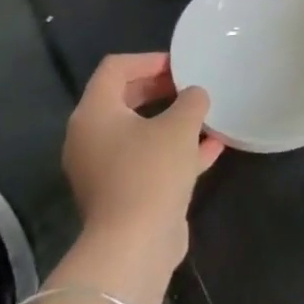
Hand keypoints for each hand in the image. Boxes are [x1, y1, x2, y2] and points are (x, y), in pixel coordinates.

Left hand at [63, 53, 222, 254]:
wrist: (134, 243)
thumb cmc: (151, 171)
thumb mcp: (180, 126)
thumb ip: (191, 100)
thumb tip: (195, 95)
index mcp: (94, 114)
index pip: (115, 68)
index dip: (149, 60)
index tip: (182, 65)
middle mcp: (91, 138)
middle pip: (124, 99)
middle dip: (161, 89)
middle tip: (193, 85)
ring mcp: (104, 168)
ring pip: (140, 132)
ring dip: (172, 121)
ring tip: (206, 114)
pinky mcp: (123, 193)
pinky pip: (149, 160)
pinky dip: (176, 150)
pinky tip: (213, 147)